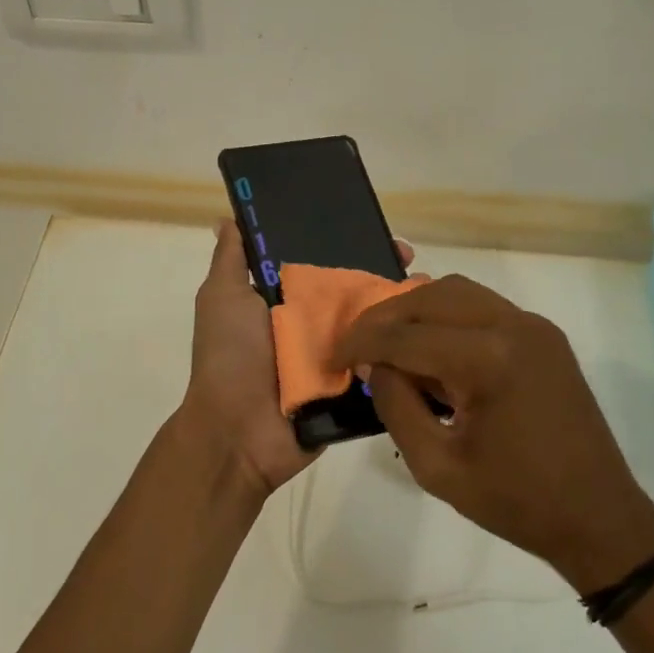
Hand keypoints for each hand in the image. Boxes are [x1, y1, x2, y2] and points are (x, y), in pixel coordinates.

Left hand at [181, 220, 415, 499]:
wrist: (238, 433)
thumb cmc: (229, 357)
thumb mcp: (222, 298)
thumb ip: (232, 260)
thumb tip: (228, 219)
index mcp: (285, 301)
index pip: (322, 263)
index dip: (346, 243)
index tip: (373, 227)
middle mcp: (313, 325)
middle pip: (354, 290)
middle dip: (383, 271)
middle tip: (411, 260)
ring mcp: (336, 357)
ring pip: (375, 324)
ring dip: (402, 305)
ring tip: (430, 287)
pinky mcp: (353, 388)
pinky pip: (383, 362)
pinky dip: (405, 348)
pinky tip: (431, 327)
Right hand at [334, 275, 653, 592]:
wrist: (598, 517)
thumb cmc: (515, 502)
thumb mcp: (435, 466)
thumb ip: (395, 406)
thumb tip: (375, 366)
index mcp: (488, 360)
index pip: (405, 335)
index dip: (361, 343)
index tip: (333, 357)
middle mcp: (513, 326)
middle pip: (431, 296)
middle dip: (386, 317)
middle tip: (357, 346)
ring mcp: (534, 326)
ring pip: (458, 292)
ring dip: (416, 310)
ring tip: (388, 344)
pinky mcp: (544, 336)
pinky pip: (483, 308)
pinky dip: (447, 318)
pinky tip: (430, 349)